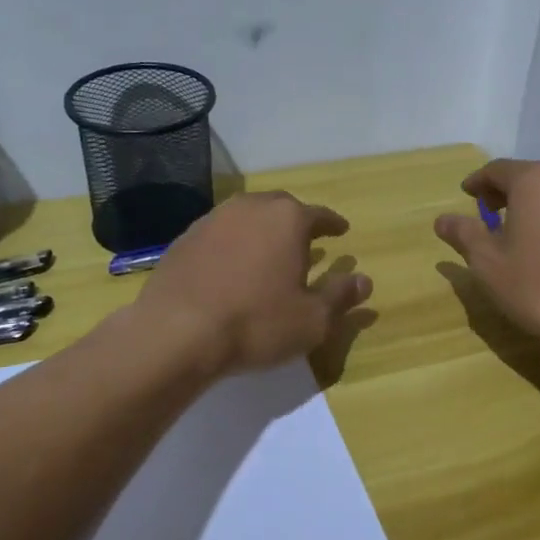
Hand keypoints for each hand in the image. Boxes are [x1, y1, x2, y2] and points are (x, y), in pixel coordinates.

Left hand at [139, 191, 372, 373]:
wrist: (176, 331)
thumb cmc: (256, 323)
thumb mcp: (312, 319)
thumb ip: (340, 296)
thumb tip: (364, 280)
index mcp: (288, 219)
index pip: (319, 215)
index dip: (333, 224)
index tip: (341, 231)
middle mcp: (250, 208)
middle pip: (281, 208)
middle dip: (296, 222)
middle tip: (307, 240)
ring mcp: (212, 220)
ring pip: (247, 217)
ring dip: (262, 231)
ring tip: (269, 252)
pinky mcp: (184, 239)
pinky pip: (219, 234)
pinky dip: (232, 245)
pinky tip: (232, 267)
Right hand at [434, 159, 539, 351]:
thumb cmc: (539, 287)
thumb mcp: (488, 263)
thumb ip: (464, 234)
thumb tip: (442, 220)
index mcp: (536, 181)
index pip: (498, 170)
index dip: (478, 182)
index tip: (467, 194)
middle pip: (533, 178)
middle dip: (509, 193)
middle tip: (491, 215)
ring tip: (527, 235)